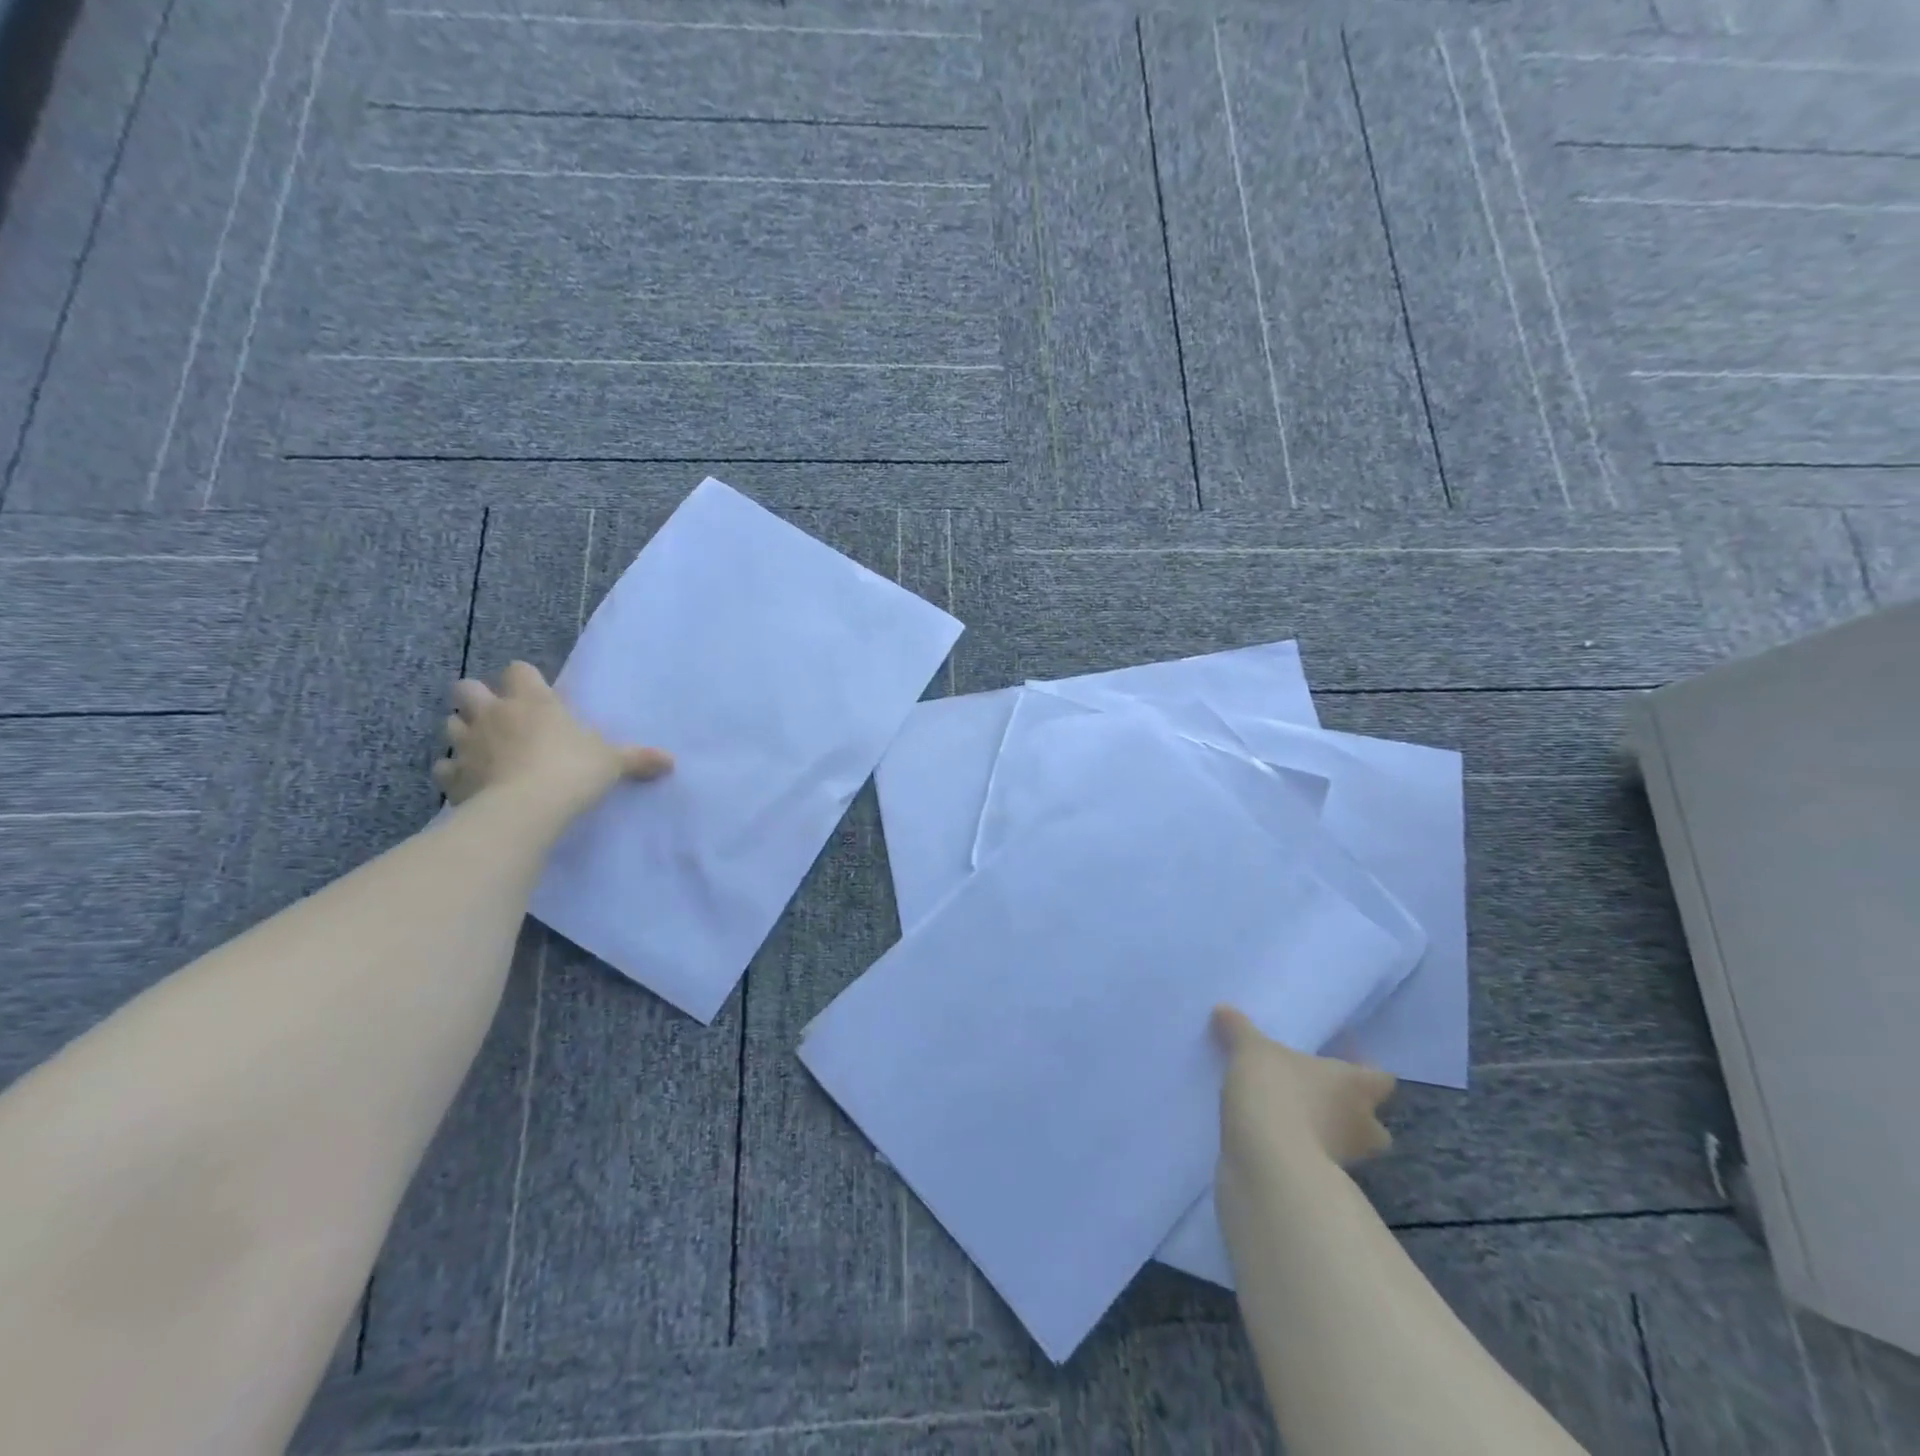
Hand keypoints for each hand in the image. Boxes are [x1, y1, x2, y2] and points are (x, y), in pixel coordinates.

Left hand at [432, 661, 671, 815]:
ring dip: (464, 732)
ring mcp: (467, 743)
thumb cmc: (572, 771)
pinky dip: (455, 771)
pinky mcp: (452, 775)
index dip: (525, 680)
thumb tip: (670, 761)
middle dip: (477, 698)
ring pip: (450, 724)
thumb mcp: (613, 762)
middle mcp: (493, 713)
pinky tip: (472, 782)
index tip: (538, 696)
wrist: (526, 810)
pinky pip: (445, 766)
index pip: (519, 670)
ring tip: (484, 749)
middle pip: (466, 688)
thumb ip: (637, 758)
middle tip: (499, 718)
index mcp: (532, 700)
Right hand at [1214, 1007, 1395, 1170]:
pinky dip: (1300, 1154)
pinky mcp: (1319, 1183)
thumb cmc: (1275, 1091)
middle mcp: (1361, 1124)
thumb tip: (1223, 1010)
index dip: (1365, 1072)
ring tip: (1291, 1120)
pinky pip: (1315, 1164)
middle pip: (1374, 1124)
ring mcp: (1344, 1160)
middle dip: (1353, 1116)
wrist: (1268, 1161)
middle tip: (1321, 1100)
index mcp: (1355, 1085)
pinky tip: (1273, 1140)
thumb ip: (1239, 1029)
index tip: (1342, 1064)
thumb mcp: (1250, 1050)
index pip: (1381, 1079)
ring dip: (1326, 1137)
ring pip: (1346, 1147)